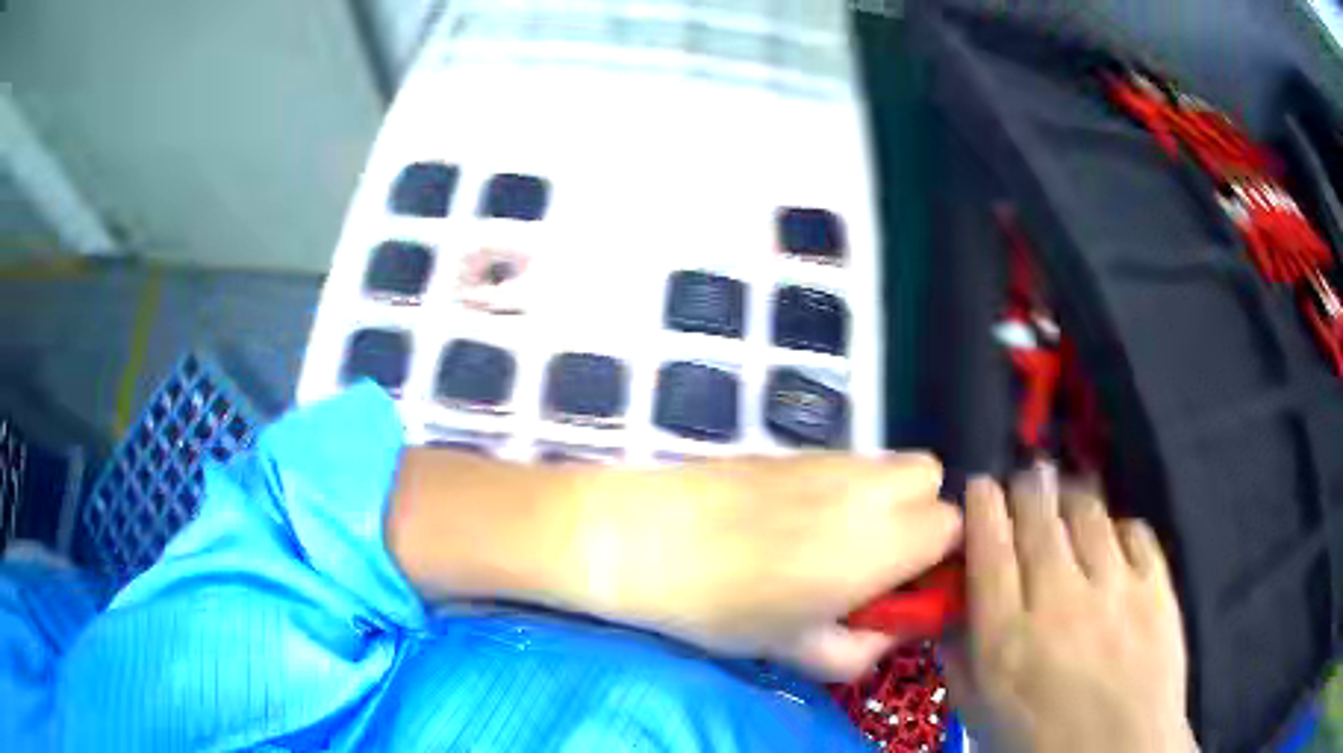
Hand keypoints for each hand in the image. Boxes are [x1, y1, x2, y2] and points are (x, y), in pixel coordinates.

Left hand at [576, 454, 960, 679]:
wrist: (641, 538)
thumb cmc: (721, 607)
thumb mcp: (797, 649)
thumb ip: (862, 650)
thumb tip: (890, 631)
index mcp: (880, 542)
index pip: (954, 525)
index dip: (940, 559)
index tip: (906, 588)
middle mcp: (867, 488)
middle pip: (931, 478)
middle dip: (922, 516)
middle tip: (880, 560)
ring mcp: (830, 459)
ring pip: (890, 465)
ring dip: (887, 499)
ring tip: (837, 541)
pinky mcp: (794, 449)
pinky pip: (848, 462)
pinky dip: (848, 488)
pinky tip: (799, 521)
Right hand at [945, 470, 1194, 752]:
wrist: (1121, 752)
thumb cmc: (1040, 741)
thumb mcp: (981, 712)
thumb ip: (959, 656)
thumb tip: (951, 605)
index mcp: (1007, 638)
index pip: (989, 547)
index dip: (982, 504)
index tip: (980, 486)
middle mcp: (1060, 600)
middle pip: (1038, 514)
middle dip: (1025, 487)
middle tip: (1023, 485)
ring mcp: (1115, 587)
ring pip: (1087, 510)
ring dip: (1070, 497)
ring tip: (1065, 502)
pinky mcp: (1156, 585)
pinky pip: (1134, 530)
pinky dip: (1116, 527)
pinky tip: (1111, 541)